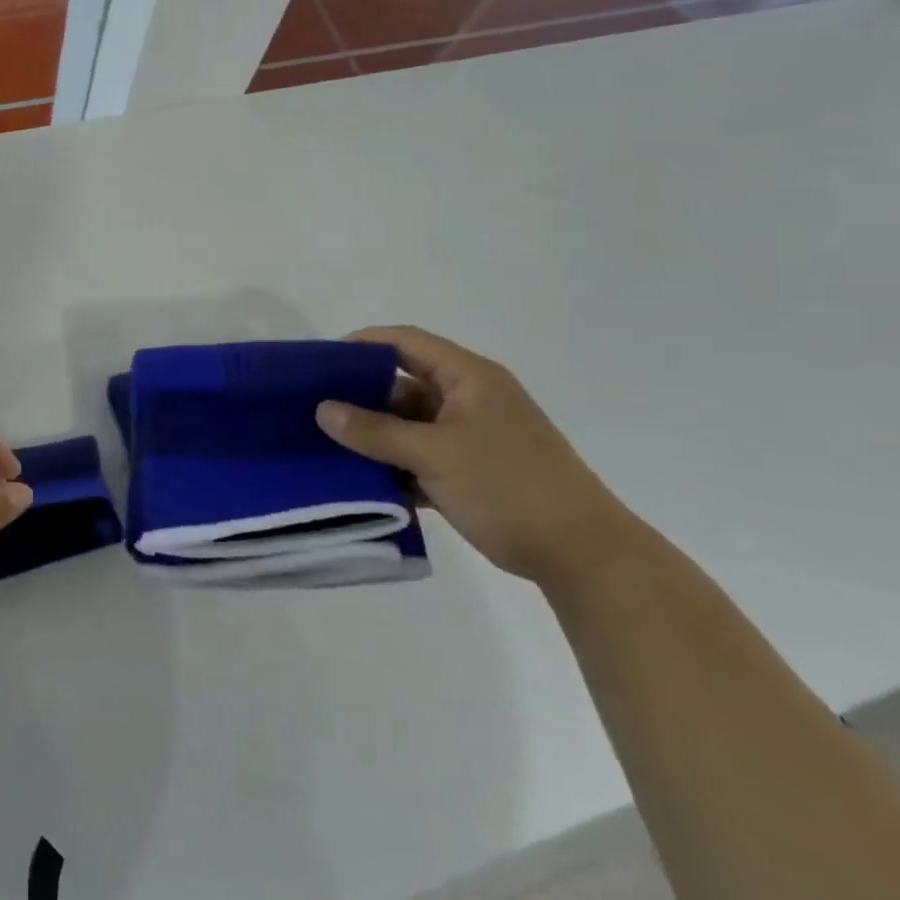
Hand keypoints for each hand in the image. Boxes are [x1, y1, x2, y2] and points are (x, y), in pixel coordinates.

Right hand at [315, 326, 634, 585]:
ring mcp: (473, 436)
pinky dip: (396, 466)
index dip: (362, 346)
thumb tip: (322, 409)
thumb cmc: (508, 487)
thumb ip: (374, 431)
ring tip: (328, 448)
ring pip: (410, 425)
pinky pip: (422, 456)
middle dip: (360, 398)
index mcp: (469, 377)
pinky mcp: (473, 470)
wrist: (584, 556)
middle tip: (315, 411)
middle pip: (403, 384)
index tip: (320, 364)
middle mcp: (470, 398)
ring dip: (375, 437)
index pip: (405, 342)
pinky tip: (362, 482)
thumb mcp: (434, 455)